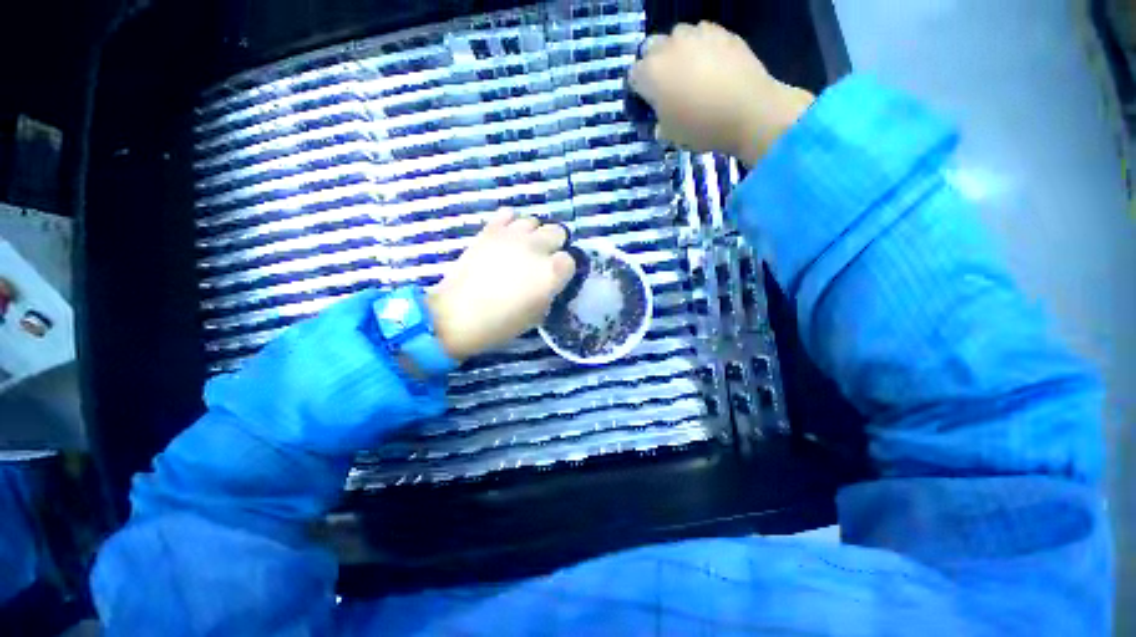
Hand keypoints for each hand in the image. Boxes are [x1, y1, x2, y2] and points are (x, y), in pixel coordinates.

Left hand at [426, 210, 576, 360]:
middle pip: (558, 232)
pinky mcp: (490, 230)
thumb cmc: (502, 323)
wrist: (458, 315)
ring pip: (535, 221)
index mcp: (552, 271)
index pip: (571, 259)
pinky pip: (509, 214)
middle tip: (543, 261)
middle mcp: (537, 247)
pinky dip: (512, 223)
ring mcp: (513, 235)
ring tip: (524, 248)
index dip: (564, 269)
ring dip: (534, 234)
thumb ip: (551, 291)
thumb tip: (551, 280)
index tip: (557, 278)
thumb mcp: (538, 314)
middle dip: (554, 245)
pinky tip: (507, 237)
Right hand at [628, 21, 814, 166]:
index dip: (638, 89)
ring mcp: (696, 34)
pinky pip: (703, 33)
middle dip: (654, 63)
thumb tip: (660, 120)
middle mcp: (668, 47)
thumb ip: (659, 123)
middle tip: (666, 84)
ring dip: (678, 50)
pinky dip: (702, 46)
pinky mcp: (721, 31)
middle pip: (651, 48)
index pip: (633, 76)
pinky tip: (712, 63)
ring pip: (677, 35)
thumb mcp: (671, 135)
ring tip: (690, 70)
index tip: (647, 102)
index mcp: (651, 74)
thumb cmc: (701, 127)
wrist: (748, 110)